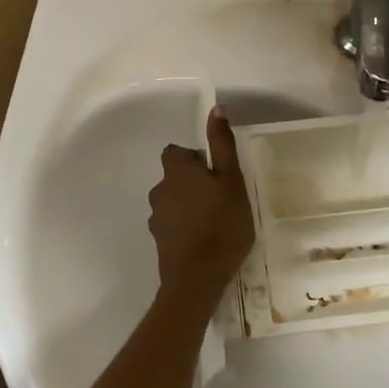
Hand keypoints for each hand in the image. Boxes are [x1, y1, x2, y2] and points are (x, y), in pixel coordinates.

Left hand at [148, 108, 254, 306]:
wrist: (197, 279)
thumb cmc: (221, 224)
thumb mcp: (231, 180)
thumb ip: (222, 144)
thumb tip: (216, 108)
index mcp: (176, 171)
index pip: (176, 152)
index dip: (195, 158)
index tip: (216, 173)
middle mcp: (159, 189)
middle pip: (175, 177)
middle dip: (194, 183)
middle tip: (222, 198)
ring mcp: (156, 218)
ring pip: (174, 201)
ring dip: (189, 206)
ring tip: (215, 222)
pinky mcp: (159, 241)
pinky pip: (173, 225)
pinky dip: (185, 228)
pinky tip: (204, 242)